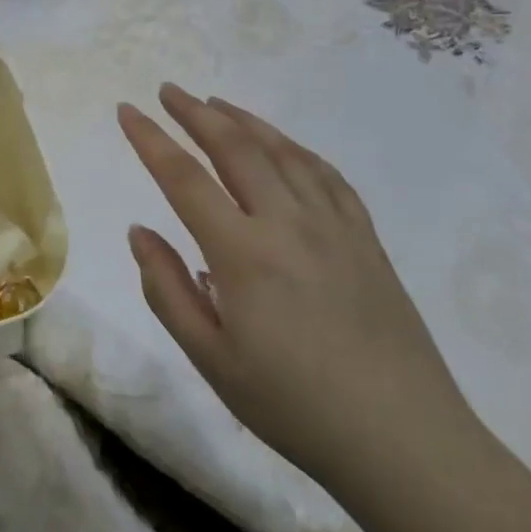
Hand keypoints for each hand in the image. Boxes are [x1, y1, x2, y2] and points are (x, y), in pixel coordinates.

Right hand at [118, 84, 474, 495]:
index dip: (150, 139)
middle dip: (196, 113)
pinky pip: (327, 175)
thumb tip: (139, 230)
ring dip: (244, 121)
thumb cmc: (293, 406)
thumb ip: (167, 288)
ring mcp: (334, 226)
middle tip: (168, 91)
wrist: (403, 441)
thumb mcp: (211, 358)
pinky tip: (284, 146)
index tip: (127, 110)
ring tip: (215, 104)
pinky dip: (296, 149)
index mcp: (243, 253)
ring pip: (283, 152)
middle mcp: (287, 223)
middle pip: (235, 148)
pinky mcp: (366, 238)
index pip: (184, 177)